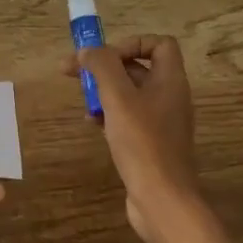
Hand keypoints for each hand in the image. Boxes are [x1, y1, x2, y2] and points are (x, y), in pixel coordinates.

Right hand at [66, 35, 202, 242]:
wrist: (162, 199)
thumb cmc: (143, 143)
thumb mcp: (118, 98)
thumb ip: (102, 67)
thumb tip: (88, 50)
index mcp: (170, 80)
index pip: (158, 44)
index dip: (130, 43)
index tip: (103, 57)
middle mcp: (169, 96)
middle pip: (137, 67)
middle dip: (105, 67)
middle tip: (72, 71)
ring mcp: (161, 121)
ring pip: (129, 93)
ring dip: (103, 91)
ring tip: (82, 102)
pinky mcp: (150, 143)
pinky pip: (128, 117)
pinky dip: (108, 114)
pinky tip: (92, 124)